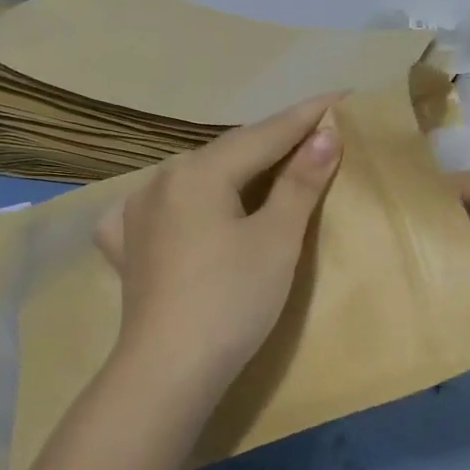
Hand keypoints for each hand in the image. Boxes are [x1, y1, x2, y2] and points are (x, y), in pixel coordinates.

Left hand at [95, 95, 343, 402]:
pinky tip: (187, 207)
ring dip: (236, 167)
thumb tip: (325, 136)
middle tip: (316, 131)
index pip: (265, 133)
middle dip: (274, 140)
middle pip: (230, 150)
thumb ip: (300, 182)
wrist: (168, 373)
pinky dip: (188, 199)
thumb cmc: (233, 300)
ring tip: (269, 163)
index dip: (307, 116)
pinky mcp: (128, 247)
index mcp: (199, 172)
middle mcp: (161, 180)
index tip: (342, 96)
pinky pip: (162, 207)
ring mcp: (136, 213)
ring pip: (198, 176)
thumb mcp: (277, 239)